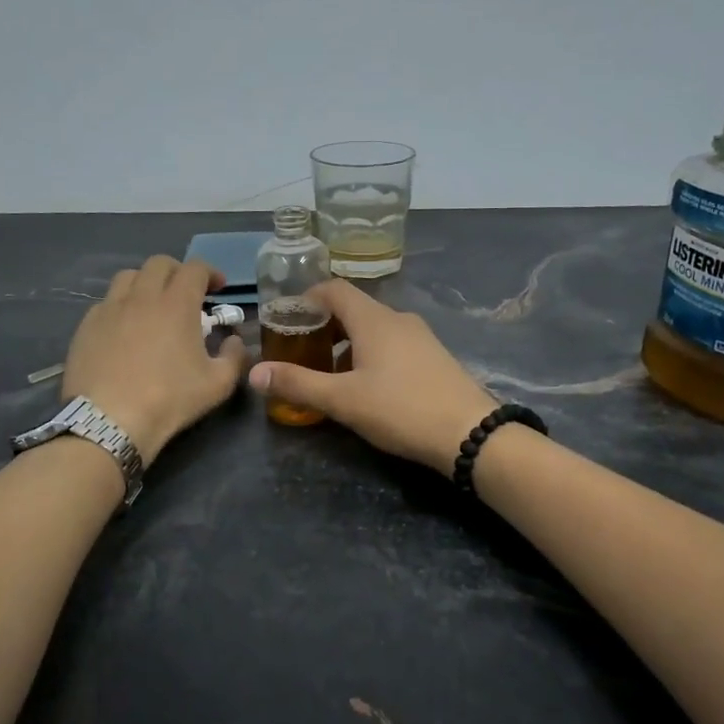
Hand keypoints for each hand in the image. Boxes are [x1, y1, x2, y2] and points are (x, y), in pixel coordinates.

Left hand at [63, 257, 247, 463]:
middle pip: (159, 263)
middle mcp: (142, 296)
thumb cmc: (169, 400)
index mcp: (177, 304)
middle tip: (187, 293)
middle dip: (178, 272)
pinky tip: (126, 328)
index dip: (210, 273)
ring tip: (153, 305)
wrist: (109, 421)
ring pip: (128, 277)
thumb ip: (234, 356)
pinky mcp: (87, 326)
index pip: (195, 268)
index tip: (218, 288)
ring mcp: (110, 308)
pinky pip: (107, 302)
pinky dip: (122, 306)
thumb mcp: (218, 384)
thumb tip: (233, 340)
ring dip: (147, 283)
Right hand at [247, 280, 498, 474]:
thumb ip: (297, 384)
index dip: (308, 298)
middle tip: (302, 352)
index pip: (334, 289)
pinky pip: (394, 345)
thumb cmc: (400, 409)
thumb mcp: (342, 400)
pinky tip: (367, 387)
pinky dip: (371, 355)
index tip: (288, 319)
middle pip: (354, 309)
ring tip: (330, 375)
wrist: (470, 433)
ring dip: (348, 344)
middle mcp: (398, 319)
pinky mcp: (434, 357)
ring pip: (374, 329)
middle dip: (325, 326)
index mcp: (374, 319)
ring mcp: (421, 337)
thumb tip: (254, 372)